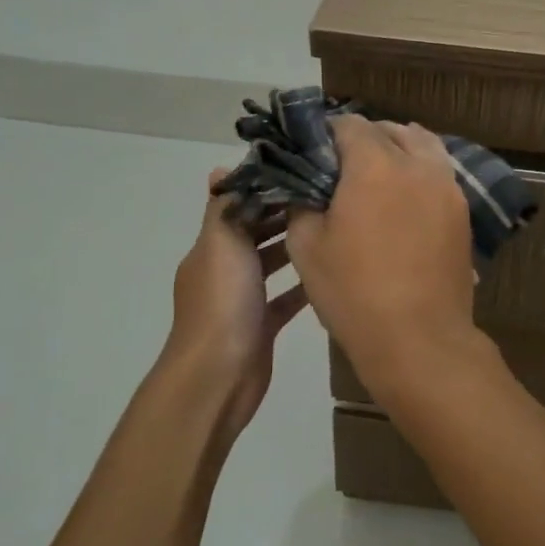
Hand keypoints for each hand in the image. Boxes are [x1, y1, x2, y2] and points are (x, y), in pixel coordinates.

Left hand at [161, 170, 310, 445]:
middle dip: (285, 215)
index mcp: (212, 247)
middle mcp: (224, 269)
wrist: (217, 376)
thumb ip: (224, 207)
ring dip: (294, 247)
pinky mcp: (260, 326)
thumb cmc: (221, 302)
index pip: (238, 207)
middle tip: (327, 197)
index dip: (266, 189)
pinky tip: (329, 272)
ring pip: (271, 264)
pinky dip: (302, 286)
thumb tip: (221, 170)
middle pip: (256, 233)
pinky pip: (284, 299)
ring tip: (333, 228)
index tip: (302, 172)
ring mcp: (242, 300)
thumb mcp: (221, 243)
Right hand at [286, 116, 479, 407]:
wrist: (419, 338)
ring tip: (381, 171)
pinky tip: (407, 195)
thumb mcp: (306, 246)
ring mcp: (447, 186)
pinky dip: (421, 170)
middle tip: (345, 164)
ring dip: (400, 147)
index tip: (316, 150)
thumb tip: (305, 187)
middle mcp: (416, 164)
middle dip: (366, 137)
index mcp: (374, 165)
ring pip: (423, 145)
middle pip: (391, 130)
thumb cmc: (354, 292)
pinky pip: (440, 172)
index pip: (350, 125)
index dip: (329, 132)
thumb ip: (301, 203)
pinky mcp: (463, 210)